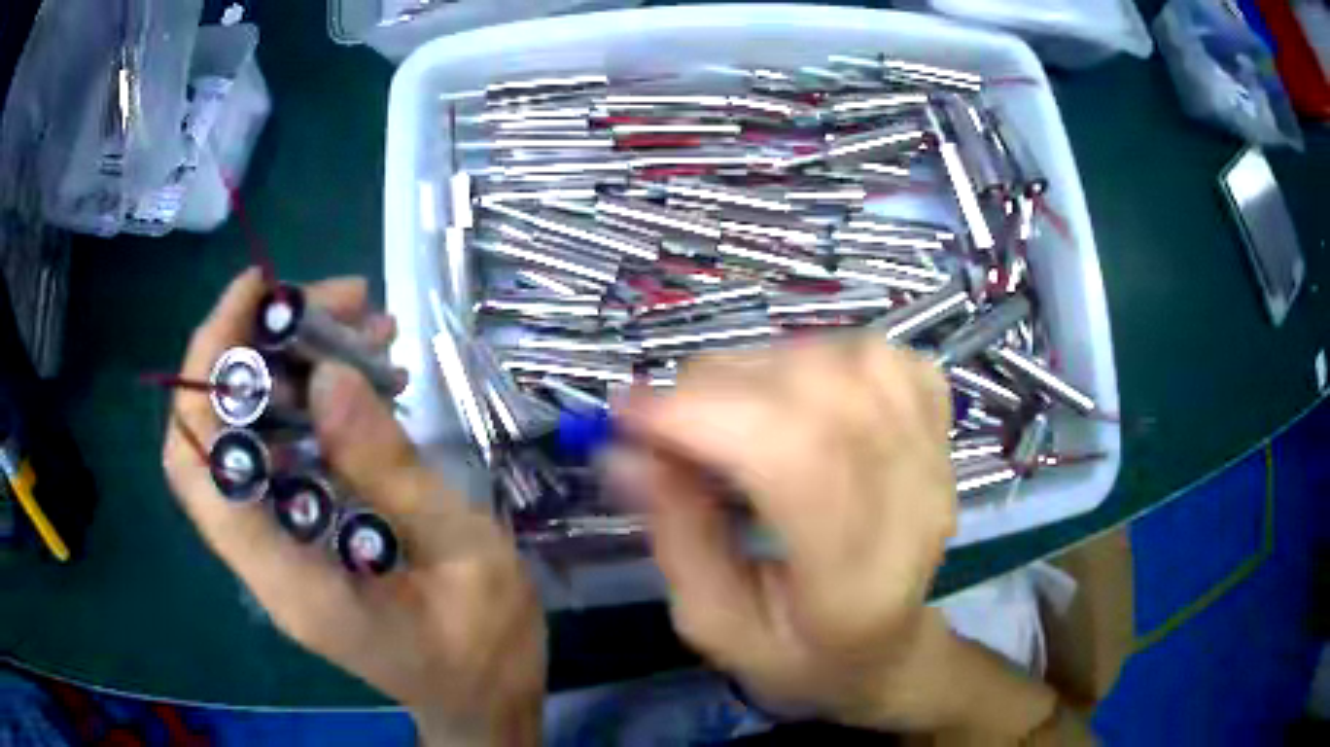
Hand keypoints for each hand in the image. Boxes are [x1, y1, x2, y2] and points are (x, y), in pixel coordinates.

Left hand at [163, 269, 544, 746]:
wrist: (484, 699)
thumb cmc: (484, 648)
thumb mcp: (465, 557)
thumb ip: (394, 474)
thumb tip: (331, 373)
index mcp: (291, 581)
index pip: (202, 466)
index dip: (210, 369)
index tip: (257, 294)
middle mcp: (265, 561)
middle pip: (209, 442)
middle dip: (250, 351)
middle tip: (330, 300)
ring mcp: (281, 550)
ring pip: (246, 440)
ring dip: (288, 369)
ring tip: (367, 326)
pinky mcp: (302, 538)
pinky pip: (284, 456)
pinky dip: (312, 403)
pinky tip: (368, 378)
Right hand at [605, 336, 967, 729]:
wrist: (888, 646)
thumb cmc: (800, 653)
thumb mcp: (714, 624)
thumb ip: (674, 535)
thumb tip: (623, 449)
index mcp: (855, 581)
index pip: (796, 458)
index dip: (704, 415)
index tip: (627, 415)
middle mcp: (912, 502)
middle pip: (820, 393)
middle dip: (717, 388)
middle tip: (668, 421)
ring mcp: (935, 453)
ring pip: (846, 359)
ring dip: (763, 368)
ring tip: (728, 410)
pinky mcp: (939, 423)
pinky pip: (878, 353)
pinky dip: (820, 354)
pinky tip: (794, 393)